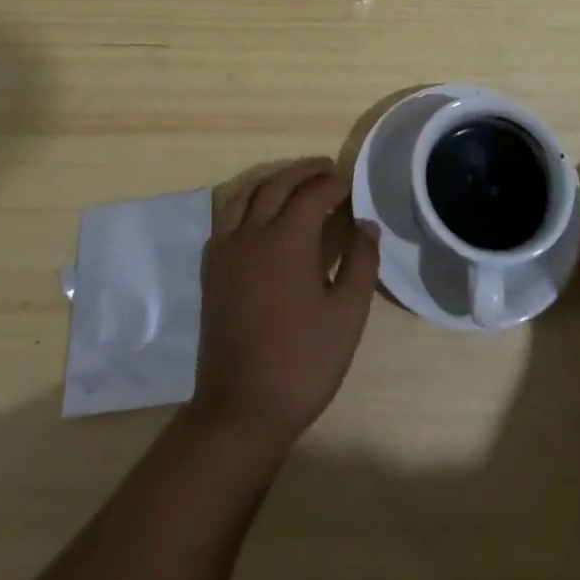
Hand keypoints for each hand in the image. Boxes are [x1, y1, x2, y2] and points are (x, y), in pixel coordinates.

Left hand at [190, 158, 380, 450]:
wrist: (240, 410)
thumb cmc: (302, 363)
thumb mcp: (347, 316)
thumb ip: (361, 262)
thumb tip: (367, 223)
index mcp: (287, 239)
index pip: (313, 193)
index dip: (334, 184)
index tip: (352, 186)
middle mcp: (253, 232)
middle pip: (278, 184)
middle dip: (305, 172)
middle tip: (327, 170)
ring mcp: (226, 249)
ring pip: (247, 193)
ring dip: (273, 181)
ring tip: (294, 183)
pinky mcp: (212, 268)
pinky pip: (226, 216)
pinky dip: (246, 201)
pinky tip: (259, 214)